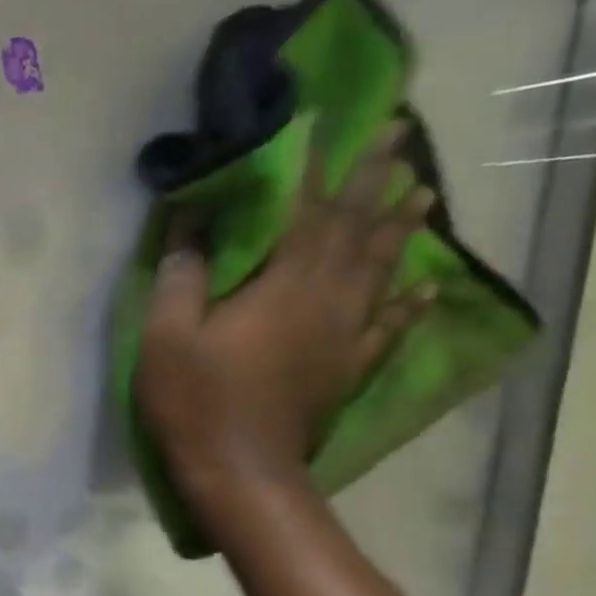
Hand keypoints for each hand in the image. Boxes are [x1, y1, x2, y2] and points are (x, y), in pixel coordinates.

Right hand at [136, 125, 436, 508]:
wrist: (240, 472)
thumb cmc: (196, 400)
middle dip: (376, 179)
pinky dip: (409, 301)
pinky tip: (427, 284)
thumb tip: (191, 223)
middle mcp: (326, 300)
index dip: (318, 166)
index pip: (306, 212)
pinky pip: (388, 325)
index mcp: (283, 286)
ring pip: (381, 269)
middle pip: (356, 230)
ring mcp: (344, 336)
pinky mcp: (347, 368)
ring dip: (401, 227)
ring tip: (423, 191)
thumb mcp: (167, 335)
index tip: (335, 122)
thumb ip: (182, 276)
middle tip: (401, 135)